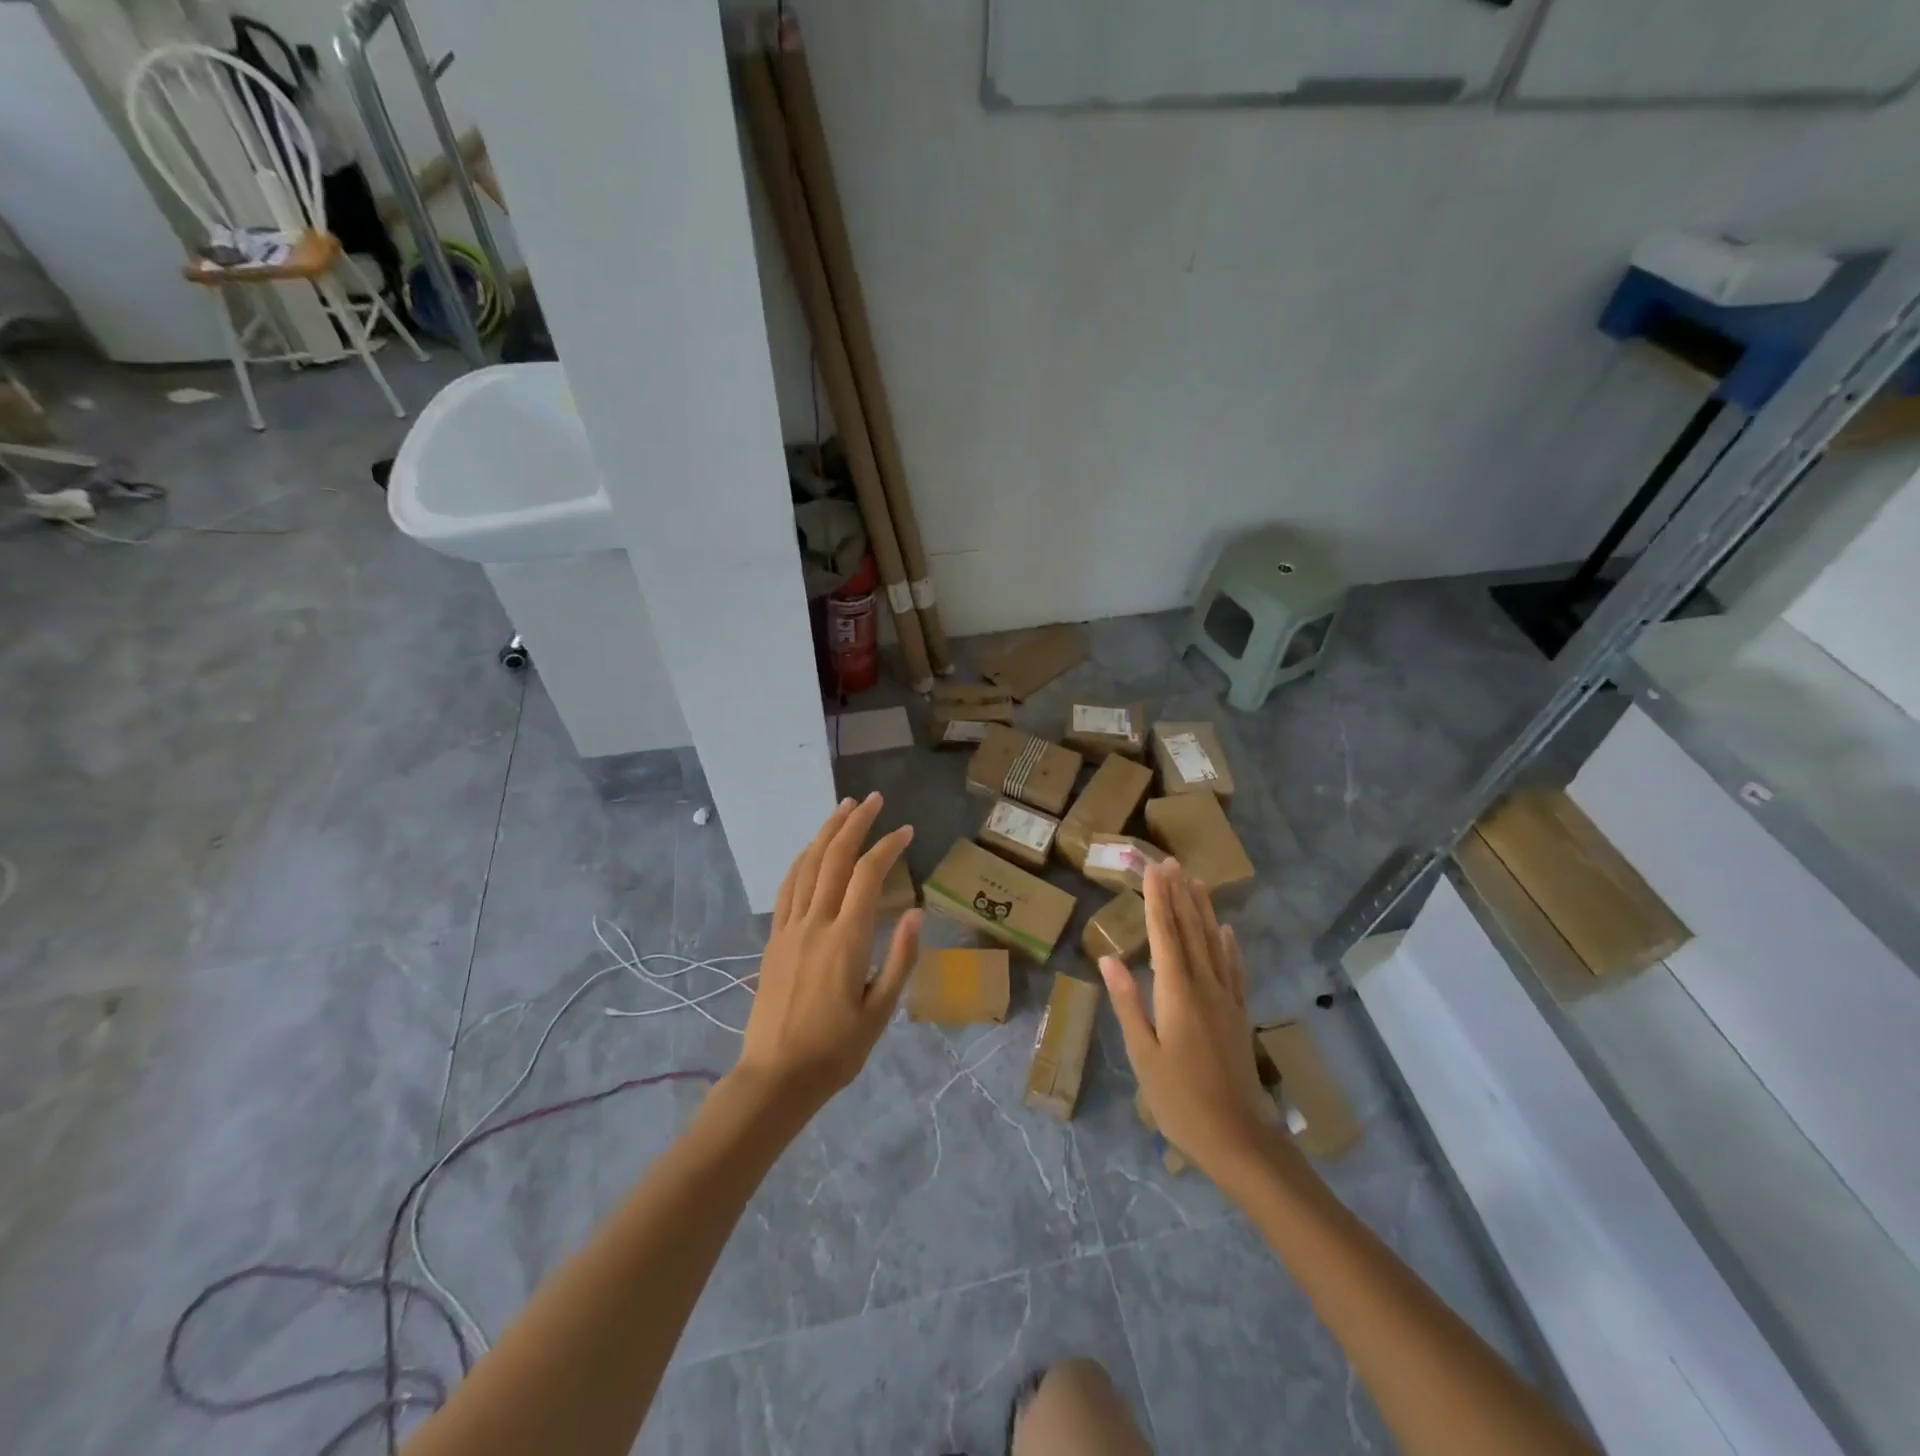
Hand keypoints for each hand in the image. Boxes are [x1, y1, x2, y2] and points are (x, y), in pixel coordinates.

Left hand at [730, 793, 920, 1116]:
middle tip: (873, 799)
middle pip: (834, 858)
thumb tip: (915, 911)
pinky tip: (811, 851)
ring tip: (842, 808)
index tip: (905, 831)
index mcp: (846, 940)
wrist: (775, 1078)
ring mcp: (789, 929)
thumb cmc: (836, 1051)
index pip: (867, 876)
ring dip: (825, 833)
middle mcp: (815, 924)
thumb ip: (900, 959)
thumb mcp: (880, 1012)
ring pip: (807, 866)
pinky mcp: (774, 940)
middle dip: (855, 823)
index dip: (887, 847)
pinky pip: (787, 888)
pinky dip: (801, 861)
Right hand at [1098, 859, 1278, 1181]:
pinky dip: (1229, 945)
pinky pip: (1233, 969)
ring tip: (1196, 881)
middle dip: (1179, 894)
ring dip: (1203, 910)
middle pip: (1190, 930)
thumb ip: (1128, 1002)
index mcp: (1177, 992)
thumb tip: (1108, 959)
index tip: (1152, 868)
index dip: (1157, 899)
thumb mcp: (1142, 1054)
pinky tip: (1227, 931)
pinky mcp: (1238, 1014)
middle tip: (1171, 861)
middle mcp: (1204, 985)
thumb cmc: (1179, 1099)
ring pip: (1213, 943)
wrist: (1238, 1138)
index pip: (1164, 934)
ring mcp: (1226, 999)